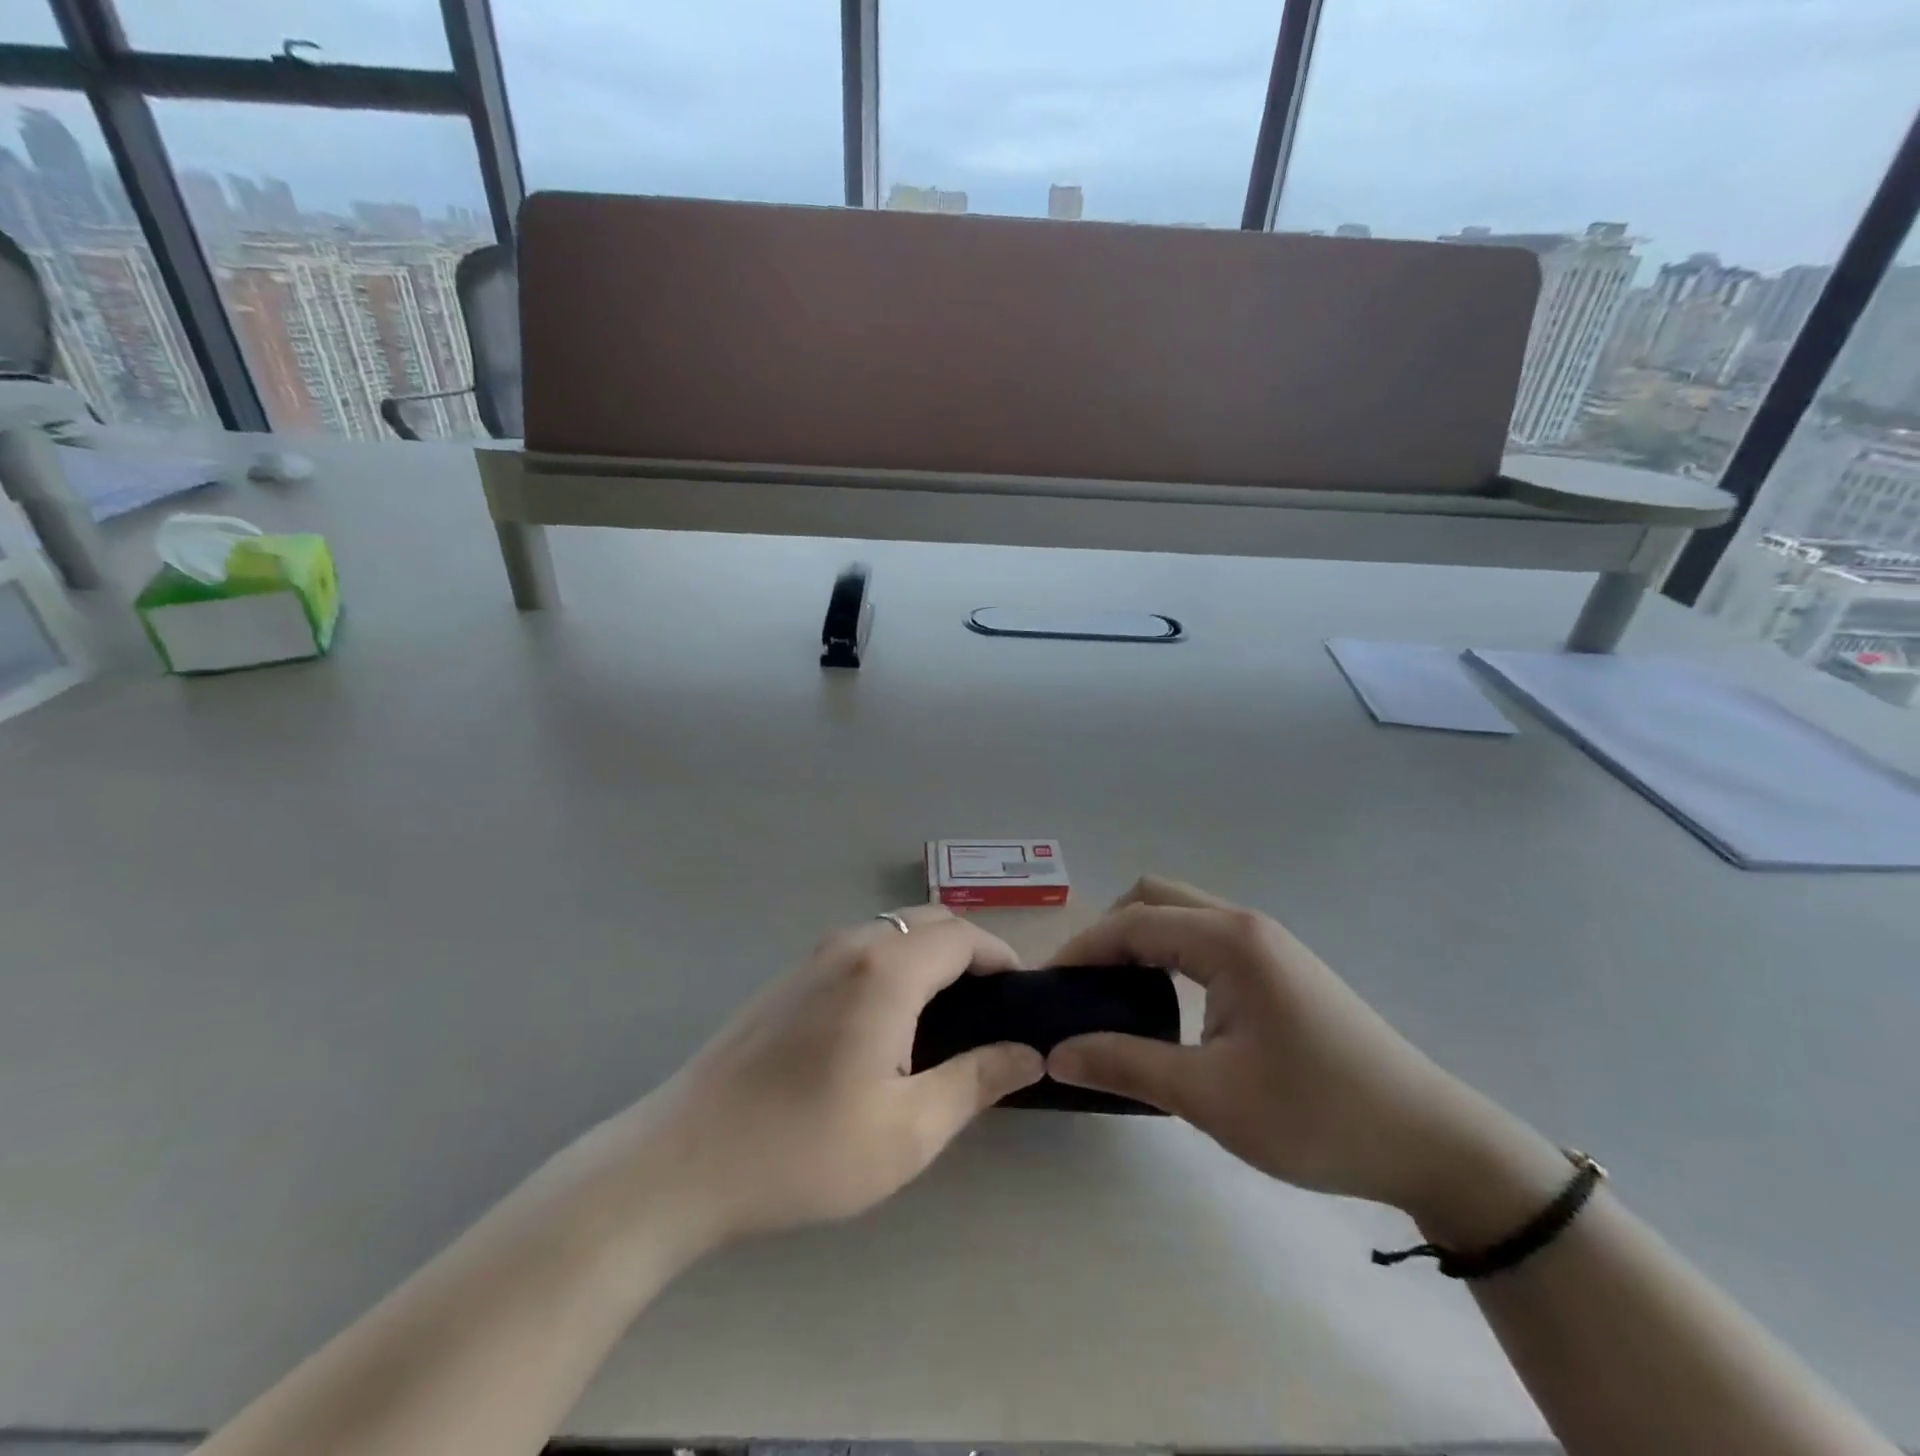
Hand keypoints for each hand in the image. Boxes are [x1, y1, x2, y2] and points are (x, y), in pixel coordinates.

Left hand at [588, 905, 1042, 1252]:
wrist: (683, 1160)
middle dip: (969, 952)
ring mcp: (813, 956)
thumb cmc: (804, 1149)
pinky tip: (888, 1023)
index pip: (963, 936)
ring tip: (946, 1019)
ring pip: (893, 932)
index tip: (1021, 998)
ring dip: (930, 956)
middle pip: (929, 922)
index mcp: (886, 970)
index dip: (1000, 957)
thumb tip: (1028, 1054)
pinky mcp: (788, 977)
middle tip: (990, 1010)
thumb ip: (975, 1081)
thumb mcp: (907, 1130)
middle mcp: (851, 945)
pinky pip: (860, 949)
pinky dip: (894, 964)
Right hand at [1046, 877, 1562, 1228]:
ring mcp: (1268, 942)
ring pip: (1182, 914)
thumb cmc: (1316, 1115)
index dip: (1082, 949)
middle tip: (1081, 987)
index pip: (1132, 923)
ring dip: (1140, 940)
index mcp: (1228, 940)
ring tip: (1113, 993)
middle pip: (1154, 899)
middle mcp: (1245, 924)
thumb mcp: (1209, 1096)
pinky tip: (1165, 999)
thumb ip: (1125, 1065)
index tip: (1047, 988)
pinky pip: (1206, 938)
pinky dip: (1170, 953)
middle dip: (1108, 933)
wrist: (1431, 1143)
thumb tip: (1056, 1054)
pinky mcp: (1280, 966)